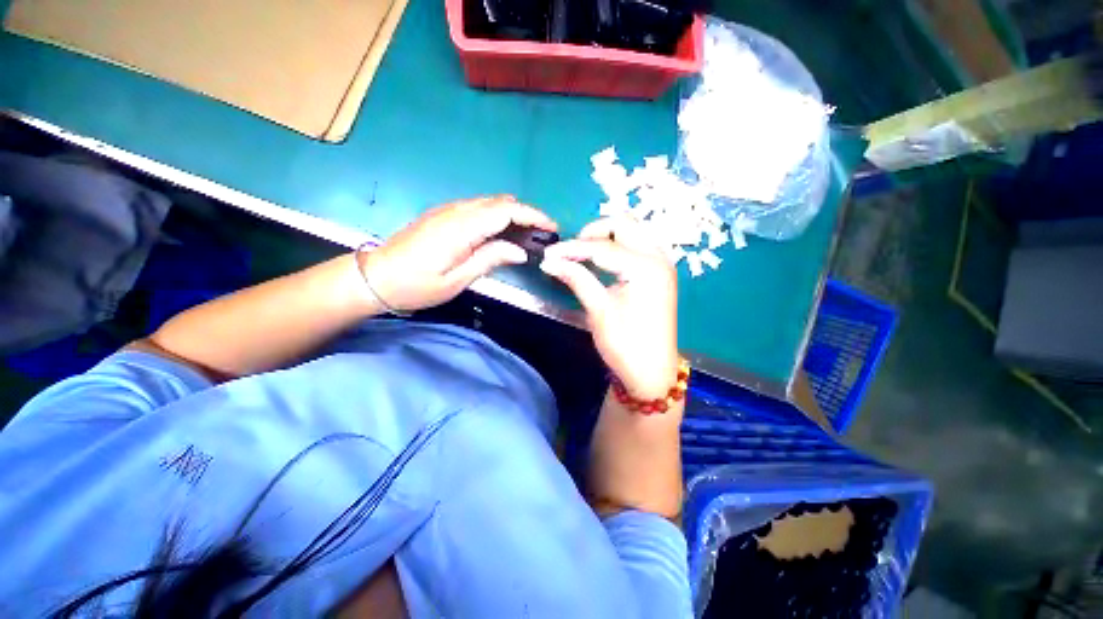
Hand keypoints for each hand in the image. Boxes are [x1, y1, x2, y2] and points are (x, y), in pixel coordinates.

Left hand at [359, 196, 556, 311]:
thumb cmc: (417, 285)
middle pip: (500, 202)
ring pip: (489, 203)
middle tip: (542, 234)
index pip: (506, 211)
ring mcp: (447, 210)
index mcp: (462, 228)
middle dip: (526, 214)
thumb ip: (490, 259)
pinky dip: (496, 215)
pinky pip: (477, 208)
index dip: (532, 216)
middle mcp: (456, 211)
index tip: (551, 227)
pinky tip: (501, 232)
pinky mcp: (442, 215)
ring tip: (527, 234)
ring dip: (512, 214)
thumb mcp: (458, 279)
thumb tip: (521, 251)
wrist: (375, 277)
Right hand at [541, 217, 678, 399]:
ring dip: (607, 237)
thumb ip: (577, 279)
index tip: (548, 255)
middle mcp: (658, 257)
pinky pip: (637, 246)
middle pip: (624, 224)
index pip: (602, 248)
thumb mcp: (599, 310)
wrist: (652, 373)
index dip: (572, 249)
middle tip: (572, 252)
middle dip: (594, 232)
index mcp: (645, 267)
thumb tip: (549, 261)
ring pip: (632, 232)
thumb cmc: (626, 345)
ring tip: (583, 255)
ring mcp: (662, 264)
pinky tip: (602, 262)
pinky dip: (617, 247)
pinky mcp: (659, 274)